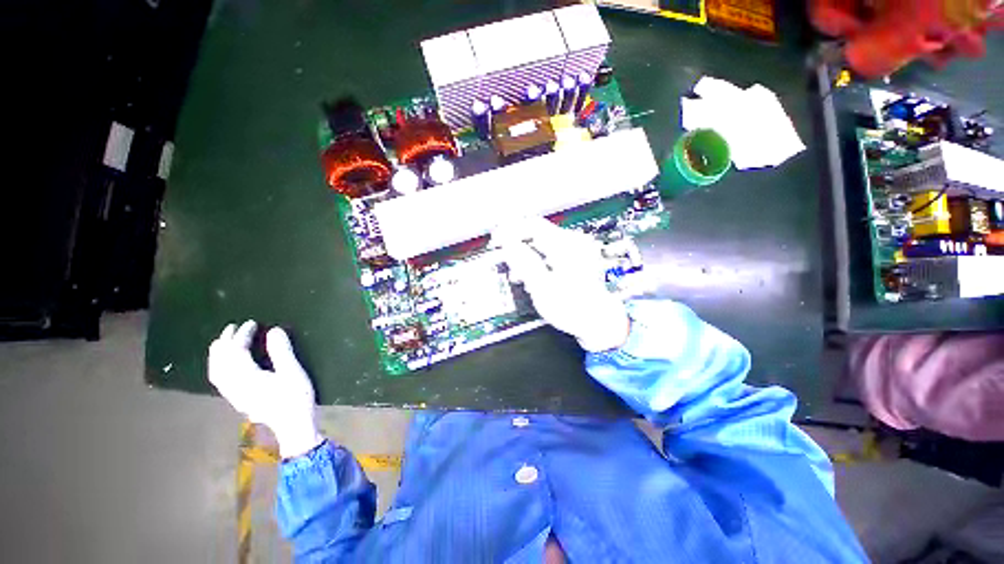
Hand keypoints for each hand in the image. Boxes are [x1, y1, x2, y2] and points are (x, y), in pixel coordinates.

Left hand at [208, 321, 321, 458]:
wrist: (295, 431)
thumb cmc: (296, 402)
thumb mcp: (294, 374)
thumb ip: (282, 351)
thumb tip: (273, 330)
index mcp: (249, 377)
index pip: (237, 349)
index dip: (243, 333)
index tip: (253, 324)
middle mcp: (237, 385)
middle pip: (222, 359)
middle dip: (226, 340)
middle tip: (234, 327)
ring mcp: (235, 395)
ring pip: (216, 370)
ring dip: (218, 354)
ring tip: (223, 343)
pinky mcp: (237, 402)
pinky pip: (219, 382)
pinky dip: (217, 368)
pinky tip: (223, 367)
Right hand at [493, 218, 629, 351]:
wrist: (599, 322)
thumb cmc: (573, 309)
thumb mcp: (542, 287)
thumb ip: (524, 262)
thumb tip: (507, 243)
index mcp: (566, 245)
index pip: (532, 225)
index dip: (510, 230)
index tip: (496, 240)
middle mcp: (575, 242)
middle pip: (538, 233)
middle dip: (518, 246)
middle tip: (504, 260)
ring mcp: (580, 249)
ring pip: (545, 243)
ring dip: (528, 254)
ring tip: (518, 274)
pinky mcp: (581, 257)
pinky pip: (554, 250)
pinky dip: (541, 259)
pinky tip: (534, 275)